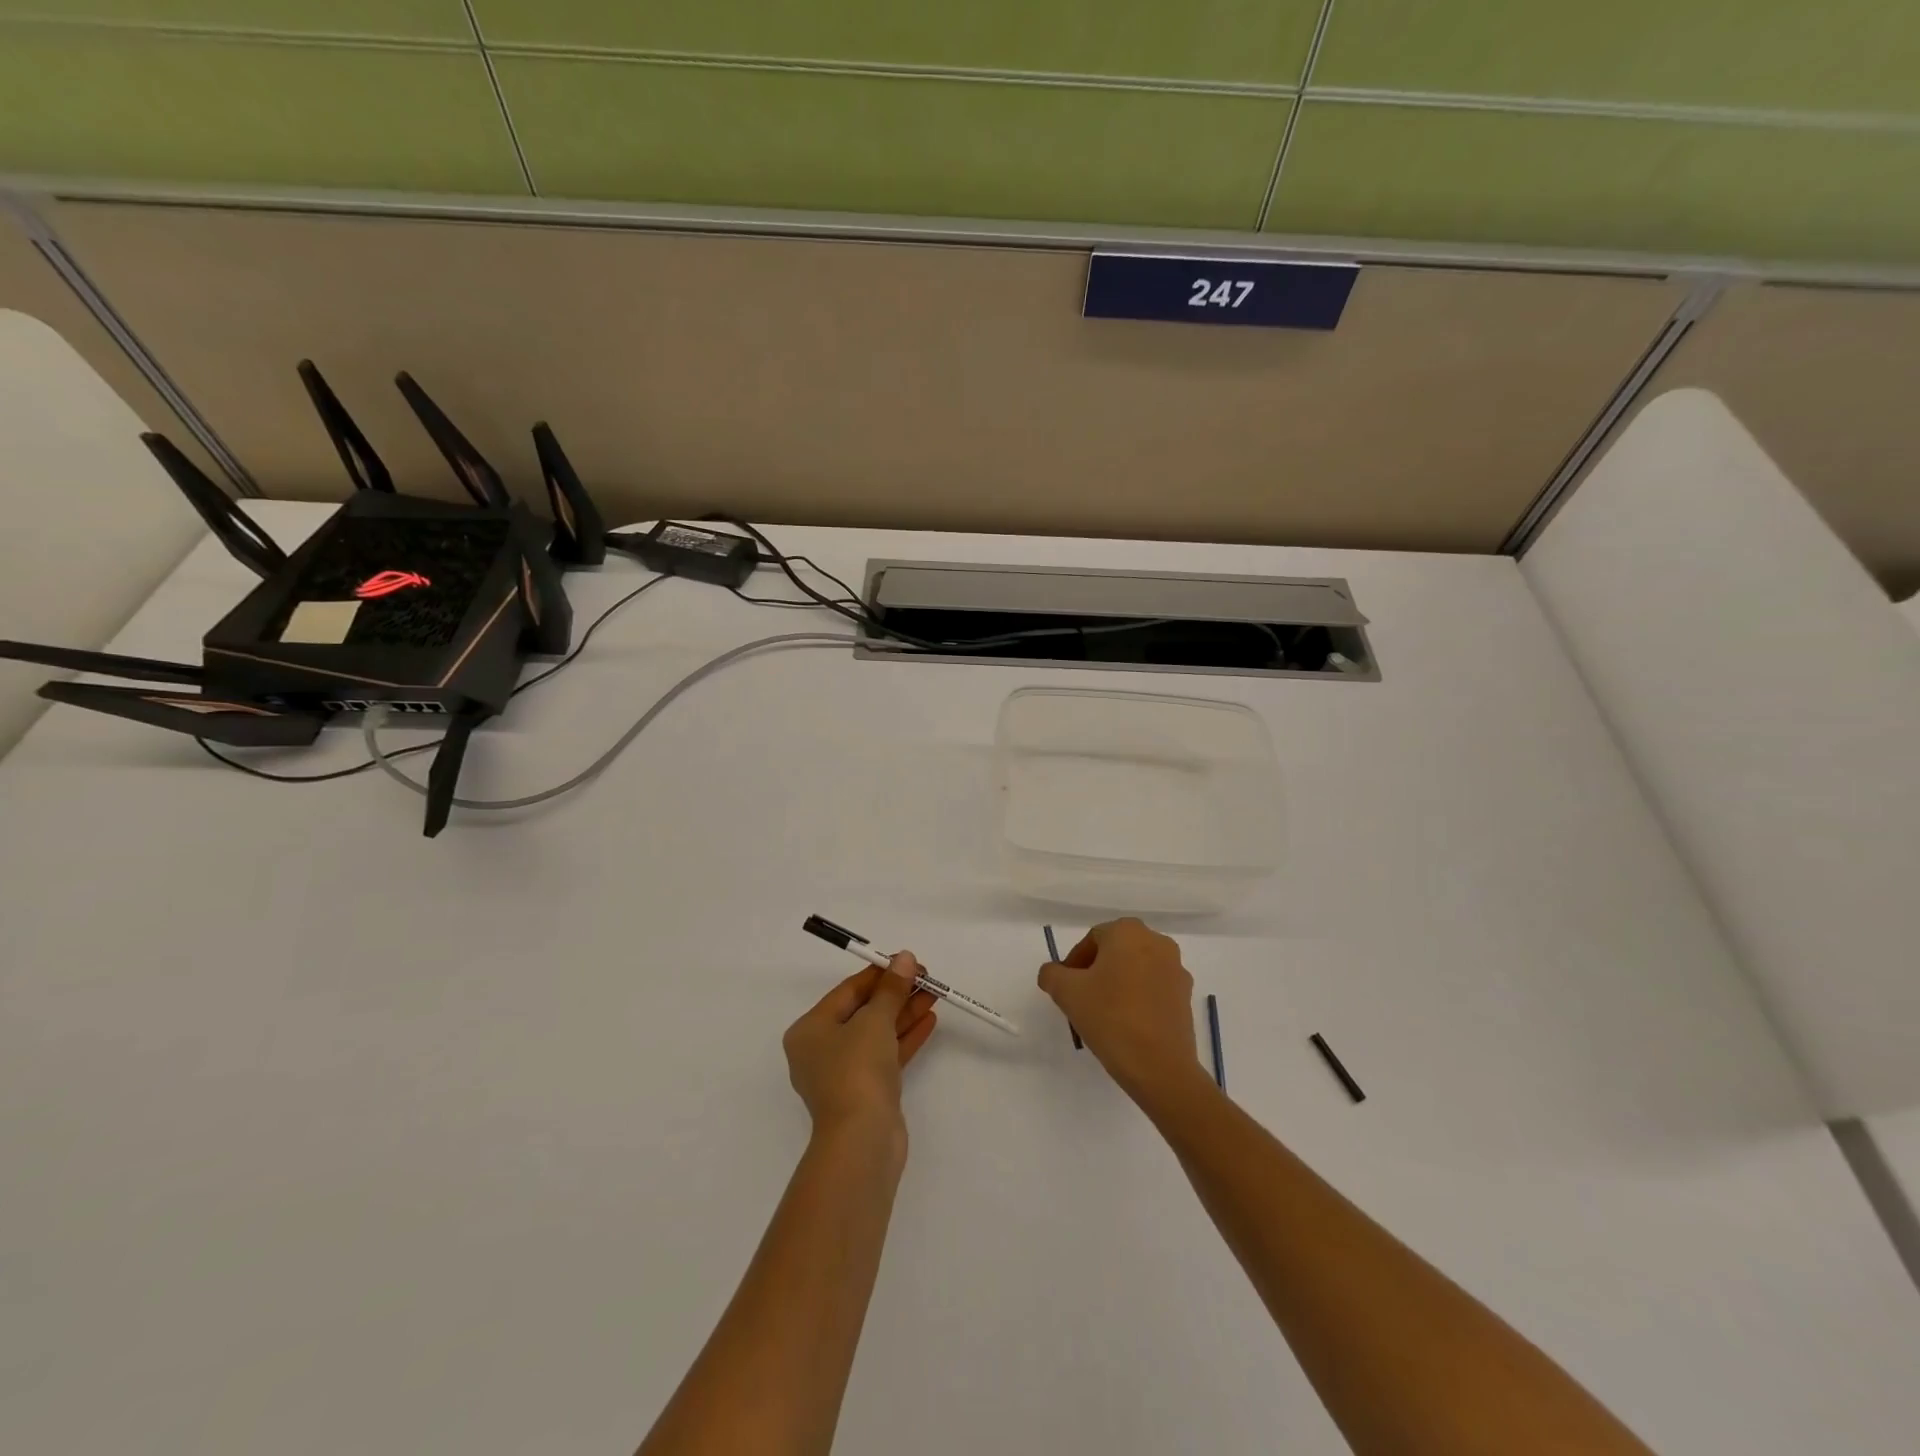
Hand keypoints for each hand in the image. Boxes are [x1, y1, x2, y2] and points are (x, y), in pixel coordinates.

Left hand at [784, 953, 937, 1142]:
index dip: (880, 973)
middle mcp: (821, 1050)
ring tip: (934, 994)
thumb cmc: (857, 1070)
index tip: (908, 962)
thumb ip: (891, 988)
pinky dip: (905, 1037)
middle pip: (863, 1011)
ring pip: (877, 1033)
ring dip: (904, 1013)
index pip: (848, 991)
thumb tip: (904, 958)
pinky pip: (886, 1055)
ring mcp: (844, 1074)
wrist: (862, 1141)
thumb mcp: (874, 1020)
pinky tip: (929, 1021)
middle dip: (896, 993)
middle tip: (926, 978)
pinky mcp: (866, 1092)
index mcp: (810, 1030)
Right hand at [1039, 919, 1203, 1104]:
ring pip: (1136, 969)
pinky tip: (1126, 1024)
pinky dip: (1138, 998)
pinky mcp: (1186, 996)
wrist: (1160, 1067)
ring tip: (1104, 1014)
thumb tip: (1053, 973)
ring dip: (1118, 984)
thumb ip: (1052, 975)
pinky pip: (1154, 988)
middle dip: (1096, 972)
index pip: (1092, 939)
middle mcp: (1157, 942)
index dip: (1074, 963)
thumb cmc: (1110, 1018)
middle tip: (1081, 999)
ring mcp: (1176, 969)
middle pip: (1116, 952)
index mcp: (1128, 931)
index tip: (1066, 988)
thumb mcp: (1067, 993)